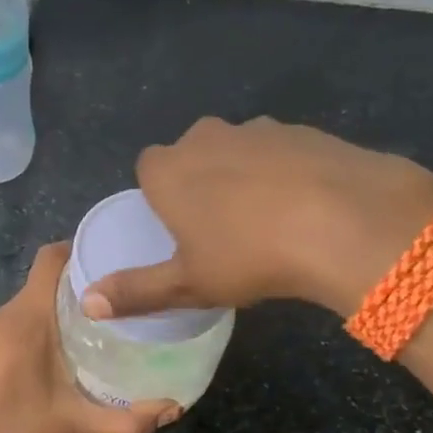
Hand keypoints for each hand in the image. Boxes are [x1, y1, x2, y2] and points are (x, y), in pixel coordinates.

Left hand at [0, 243, 178, 432]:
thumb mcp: (78, 428)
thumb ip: (129, 422)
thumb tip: (174, 410)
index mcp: (26, 317)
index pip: (51, 257)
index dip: (83, 248)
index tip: (120, 258)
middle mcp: (6, 315)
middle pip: (47, 277)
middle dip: (86, 279)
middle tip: (128, 292)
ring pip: (35, 299)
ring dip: (68, 303)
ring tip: (110, 319)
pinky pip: (24, 319)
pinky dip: (50, 320)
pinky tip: (77, 347)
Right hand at [82, 116, 432, 320]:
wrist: (345, 222)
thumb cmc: (249, 256)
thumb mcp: (188, 284)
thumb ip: (135, 291)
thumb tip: (87, 304)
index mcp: (169, 170)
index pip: (148, 168)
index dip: (160, 195)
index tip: (178, 228)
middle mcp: (206, 137)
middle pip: (191, 154)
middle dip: (199, 181)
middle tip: (220, 228)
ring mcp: (257, 129)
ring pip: (237, 150)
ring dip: (242, 175)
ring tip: (266, 220)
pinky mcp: (304, 130)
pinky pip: (281, 151)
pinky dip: (285, 172)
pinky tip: (306, 207)